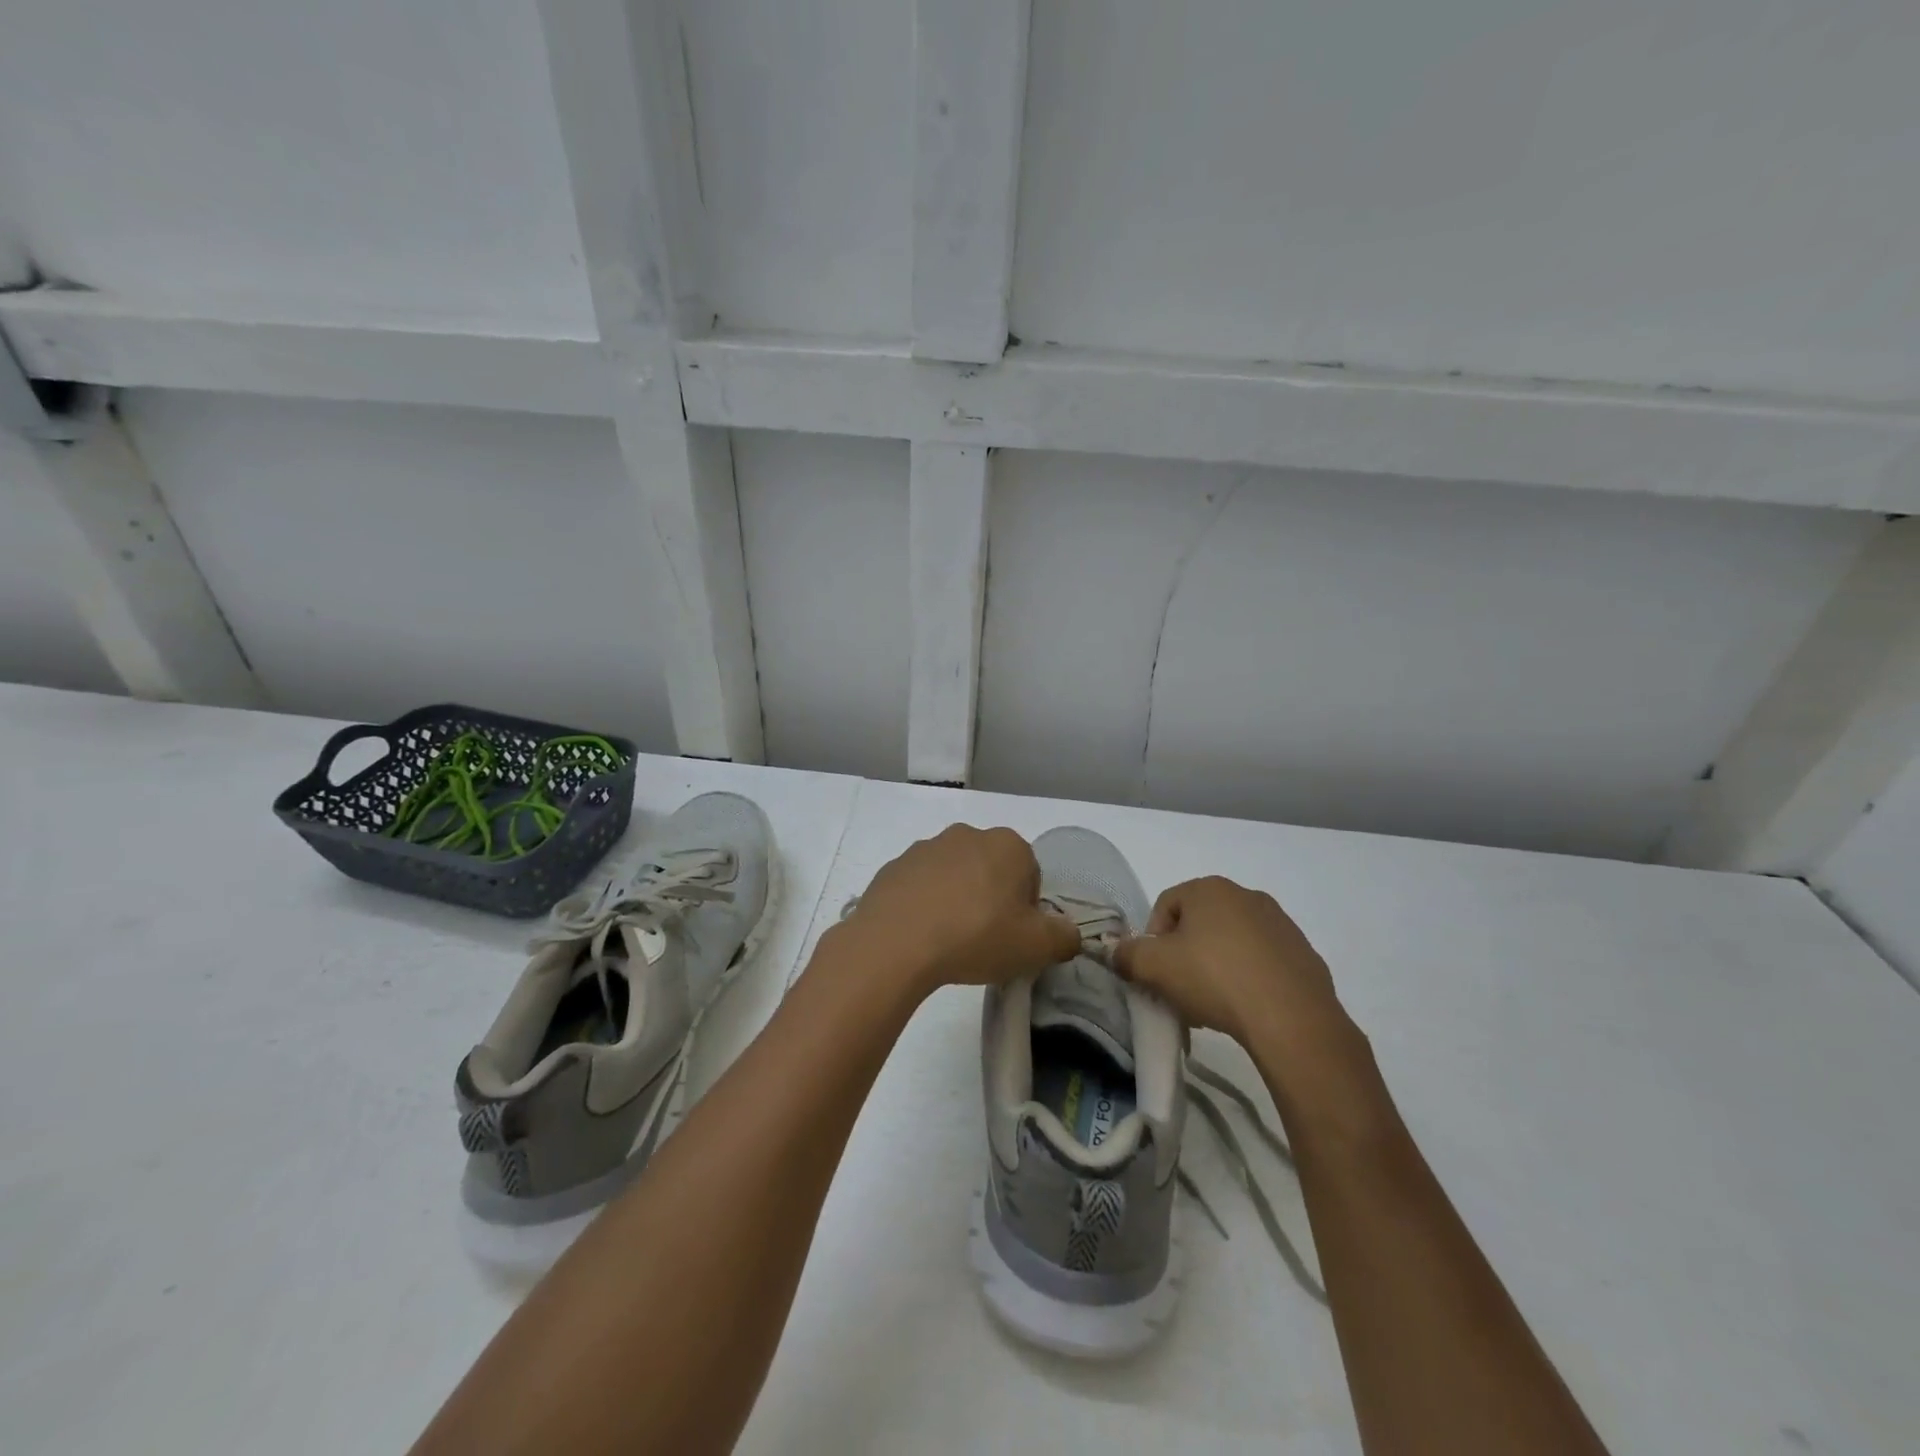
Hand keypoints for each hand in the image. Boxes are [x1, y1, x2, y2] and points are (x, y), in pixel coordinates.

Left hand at [829, 825, 1080, 997]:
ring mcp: (926, 847)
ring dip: (956, 900)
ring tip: (948, 941)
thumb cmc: (976, 937)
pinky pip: (920, 886)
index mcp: (1008, 845)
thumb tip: (1068, 933)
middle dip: (991, 899)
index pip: (1030, 875)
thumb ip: (1064, 937)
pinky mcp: (894, 866)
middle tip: (984, 940)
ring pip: (954, 876)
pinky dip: (924, 905)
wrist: (895, 943)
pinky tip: (920, 936)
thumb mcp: (1036, 947)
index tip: (1012, 937)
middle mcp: (967, 835)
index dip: (1026, 910)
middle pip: (992, 870)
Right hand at [1114, 876, 1344, 1047]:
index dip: (1152, 939)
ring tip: (1213, 1004)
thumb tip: (1116, 952)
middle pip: (1200, 923)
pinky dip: (1248, 978)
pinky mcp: (1303, 954)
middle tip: (1180, 989)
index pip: (1166, 905)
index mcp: (1210, 888)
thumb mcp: (1155, 968)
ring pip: (1232, 942)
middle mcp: (1247, 896)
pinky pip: (1262, 962)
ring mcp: (1280, 924)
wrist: (1292, 1019)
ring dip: (1216, 966)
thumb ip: (1127, 955)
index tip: (1155, 972)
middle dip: (1185, 954)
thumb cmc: (1215, 979)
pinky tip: (1245, 1007)